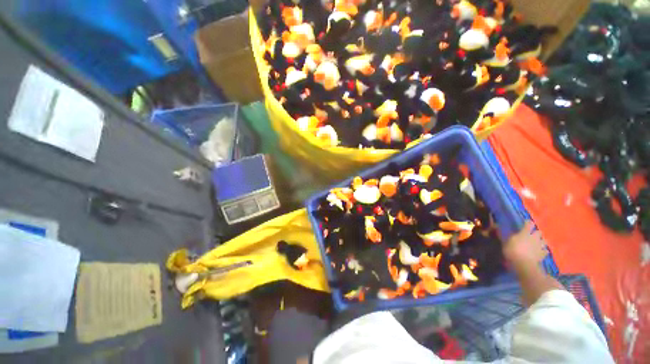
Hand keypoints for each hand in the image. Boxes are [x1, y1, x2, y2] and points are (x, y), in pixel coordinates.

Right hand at [503, 221, 546, 269]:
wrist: (523, 264)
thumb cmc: (512, 251)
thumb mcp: (506, 243)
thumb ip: (509, 237)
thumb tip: (503, 230)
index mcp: (525, 233)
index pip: (529, 224)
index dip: (528, 223)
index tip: (526, 222)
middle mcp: (534, 238)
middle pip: (539, 232)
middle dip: (536, 233)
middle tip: (532, 235)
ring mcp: (540, 246)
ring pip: (544, 241)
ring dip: (541, 241)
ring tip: (538, 243)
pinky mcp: (543, 254)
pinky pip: (545, 251)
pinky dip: (543, 250)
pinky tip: (541, 252)